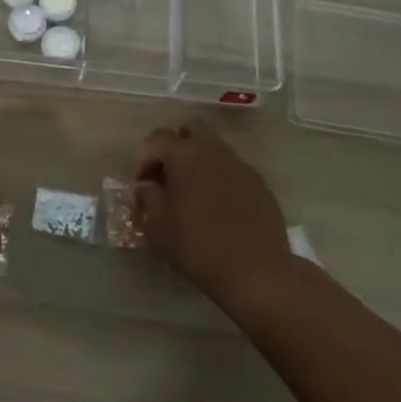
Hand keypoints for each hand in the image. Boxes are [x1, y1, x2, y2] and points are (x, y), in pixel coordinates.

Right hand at [133, 120, 294, 308]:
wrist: (255, 270)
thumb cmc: (197, 244)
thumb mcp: (157, 225)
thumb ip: (147, 198)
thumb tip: (144, 188)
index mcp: (185, 155)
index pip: (157, 138)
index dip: (144, 158)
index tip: (141, 185)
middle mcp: (214, 151)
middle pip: (191, 131)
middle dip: (175, 148)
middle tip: (168, 178)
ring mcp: (240, 166)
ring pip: (214, 149)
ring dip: (199, 163)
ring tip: (192, 195)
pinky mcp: (259, 184)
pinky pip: (233, 170)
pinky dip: (220, 179)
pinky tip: (218, 208)